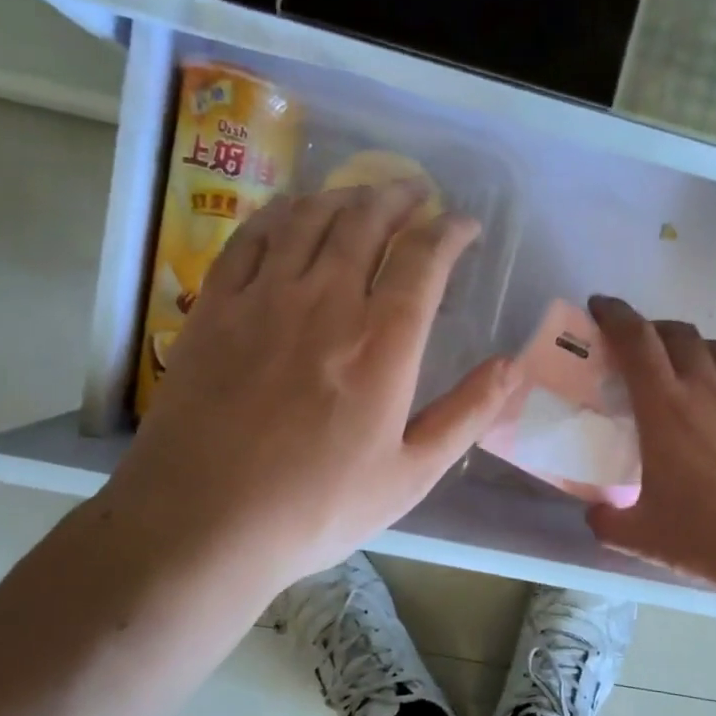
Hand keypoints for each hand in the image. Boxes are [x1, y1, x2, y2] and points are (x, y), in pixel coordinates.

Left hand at [106, 180, 518, 591]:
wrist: (203, 522)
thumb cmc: (317, 507)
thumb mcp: (411, 474)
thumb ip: (466, 414)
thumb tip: (512, 366)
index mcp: (382, 343)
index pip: (424, 260)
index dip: (449, 231)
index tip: (464, 225)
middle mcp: (326, 302)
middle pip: (366, 222)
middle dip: (399, 197)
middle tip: (417, 192)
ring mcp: (263, 299)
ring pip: (309, 218)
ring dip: (344, 196)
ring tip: (363, 195)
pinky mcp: (215, 308)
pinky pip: (251, 237)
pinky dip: (280, 213)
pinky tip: (292, 212)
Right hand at [585, 295, 715, 595]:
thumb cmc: (708, 537)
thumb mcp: (641, 535)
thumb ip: (606, 521)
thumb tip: (594, 514)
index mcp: (664, 407)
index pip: (635, 340)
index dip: (614, 315)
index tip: (601, 306)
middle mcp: (707, 387)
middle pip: (678, 334)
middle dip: (654, 330)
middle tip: (641, 347)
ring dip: (695, 351)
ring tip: (688, 372)